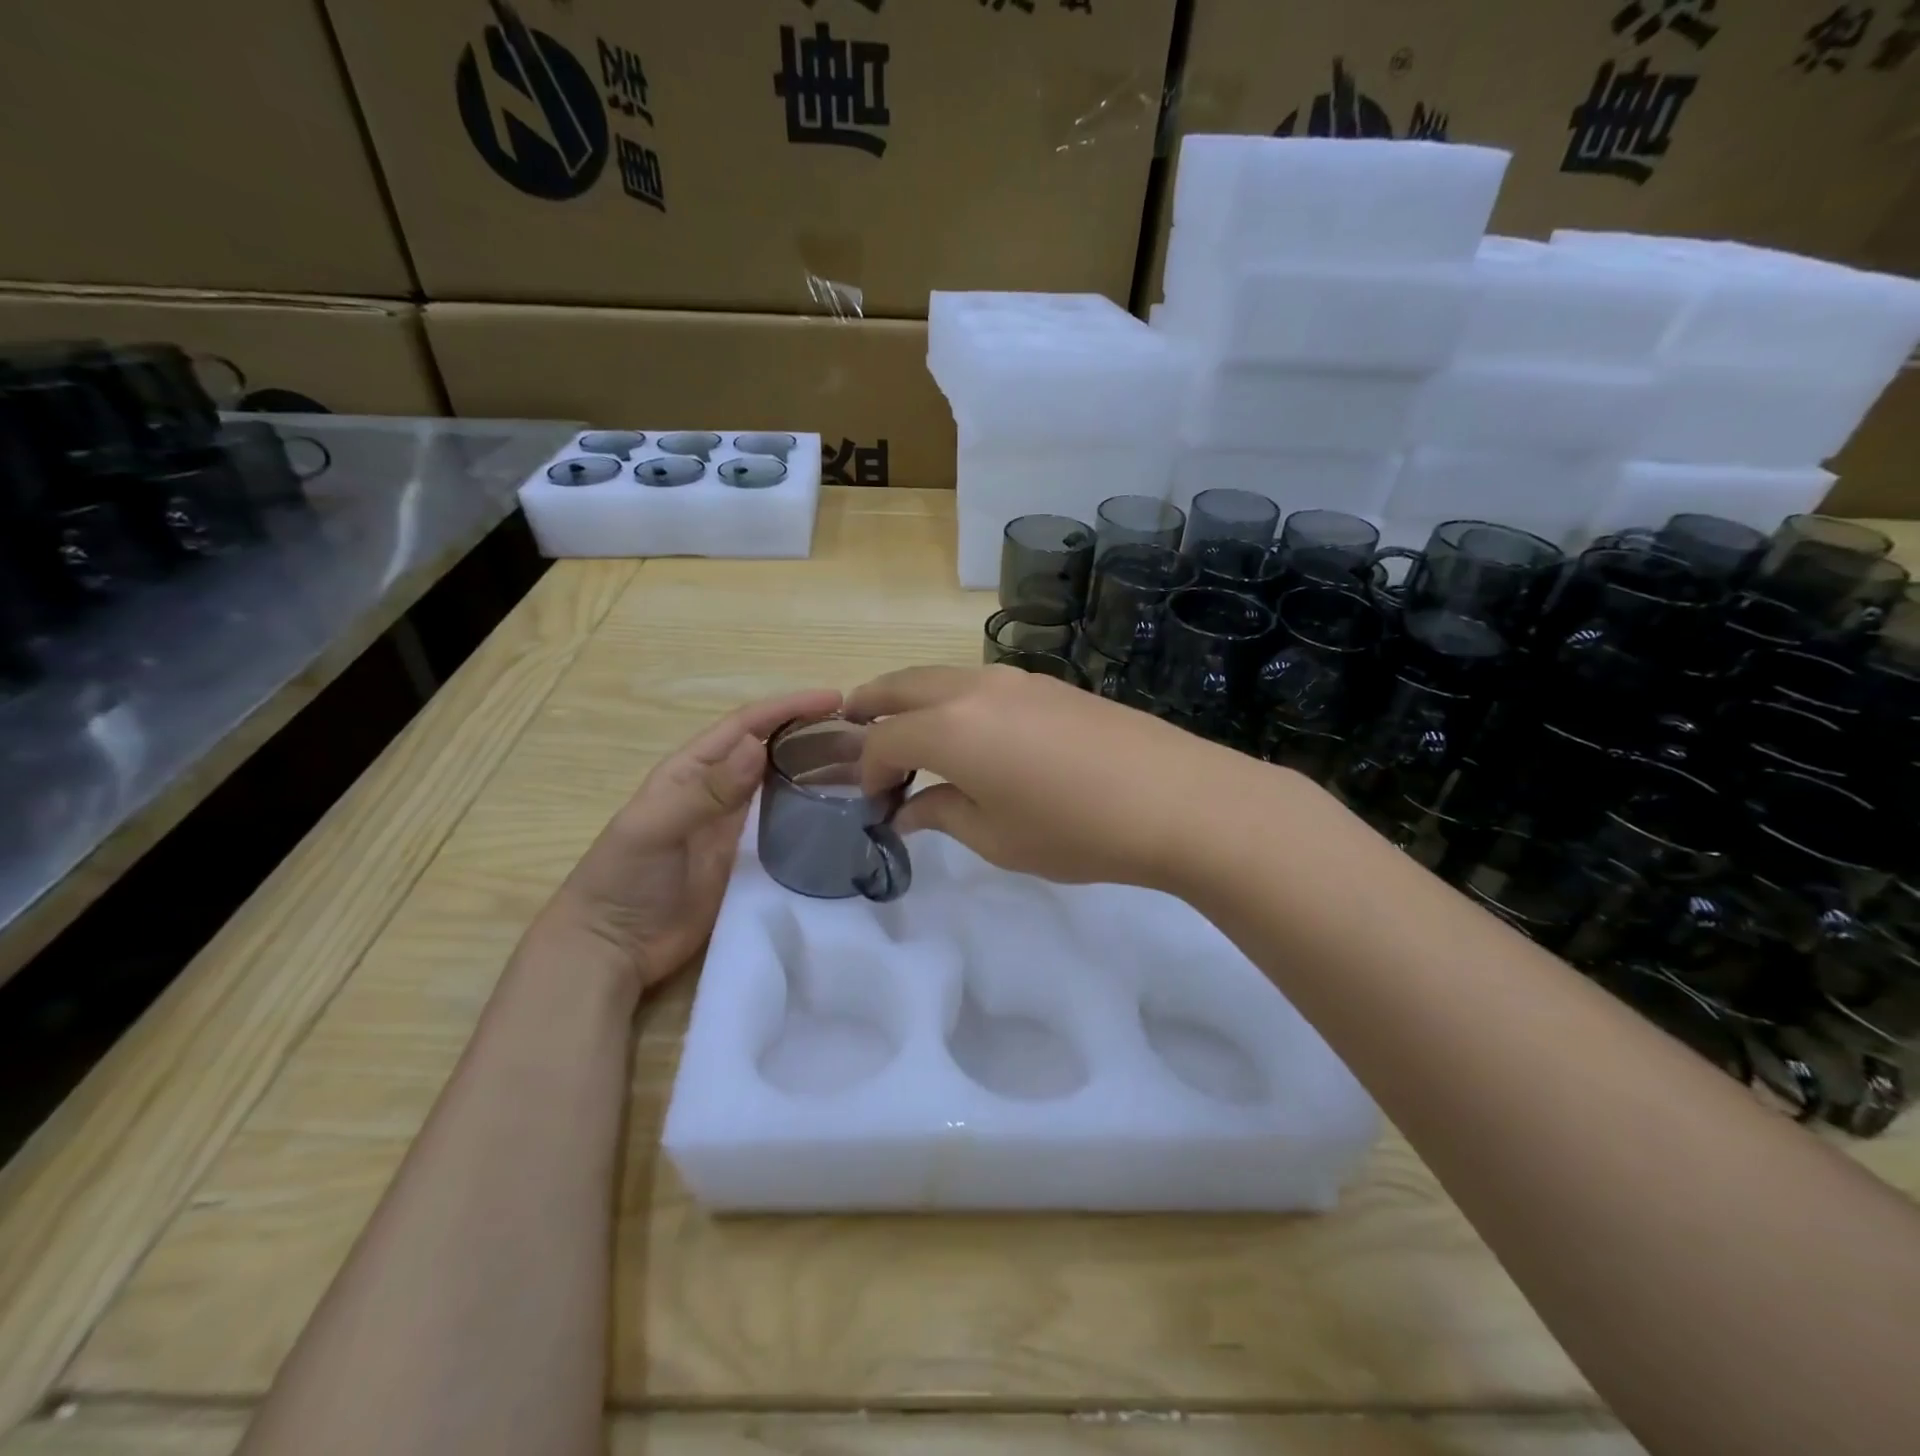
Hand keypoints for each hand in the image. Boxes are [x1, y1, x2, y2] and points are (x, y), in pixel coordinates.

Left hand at [537, 687, 842, 991]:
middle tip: (863, 732)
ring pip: (784, 784)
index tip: (834, 697)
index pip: (746, 724)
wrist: (613, 947)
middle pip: (772, 749)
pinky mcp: (748, 858)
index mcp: (692, 769)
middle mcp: (719, 789)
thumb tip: (757, 746)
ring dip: (818, 769)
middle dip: (812, 732)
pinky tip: (842, 811)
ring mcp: (735, 825)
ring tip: (863, 765)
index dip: (788, 706)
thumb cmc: (625, 878)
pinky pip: (786, 824)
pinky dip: (814, 811)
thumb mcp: (657, 828)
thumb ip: (707, 790)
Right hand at [847, 665, 1257, 890]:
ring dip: (914, 699)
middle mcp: (974, 689)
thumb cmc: (1076, 830)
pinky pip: (981, 683)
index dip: (868, 770)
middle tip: (852, 728)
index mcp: (949, 728)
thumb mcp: (997, 837)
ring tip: (909, 729)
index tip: (874, 801)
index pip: (884, 740)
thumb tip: (908, 809)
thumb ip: (942, 814)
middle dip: (871, 708)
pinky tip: (971, 731)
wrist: (1177, 799)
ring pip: (943, 677)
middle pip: (902, 686)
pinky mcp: (1050, 683)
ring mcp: (1016, 679)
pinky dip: (955, 700)